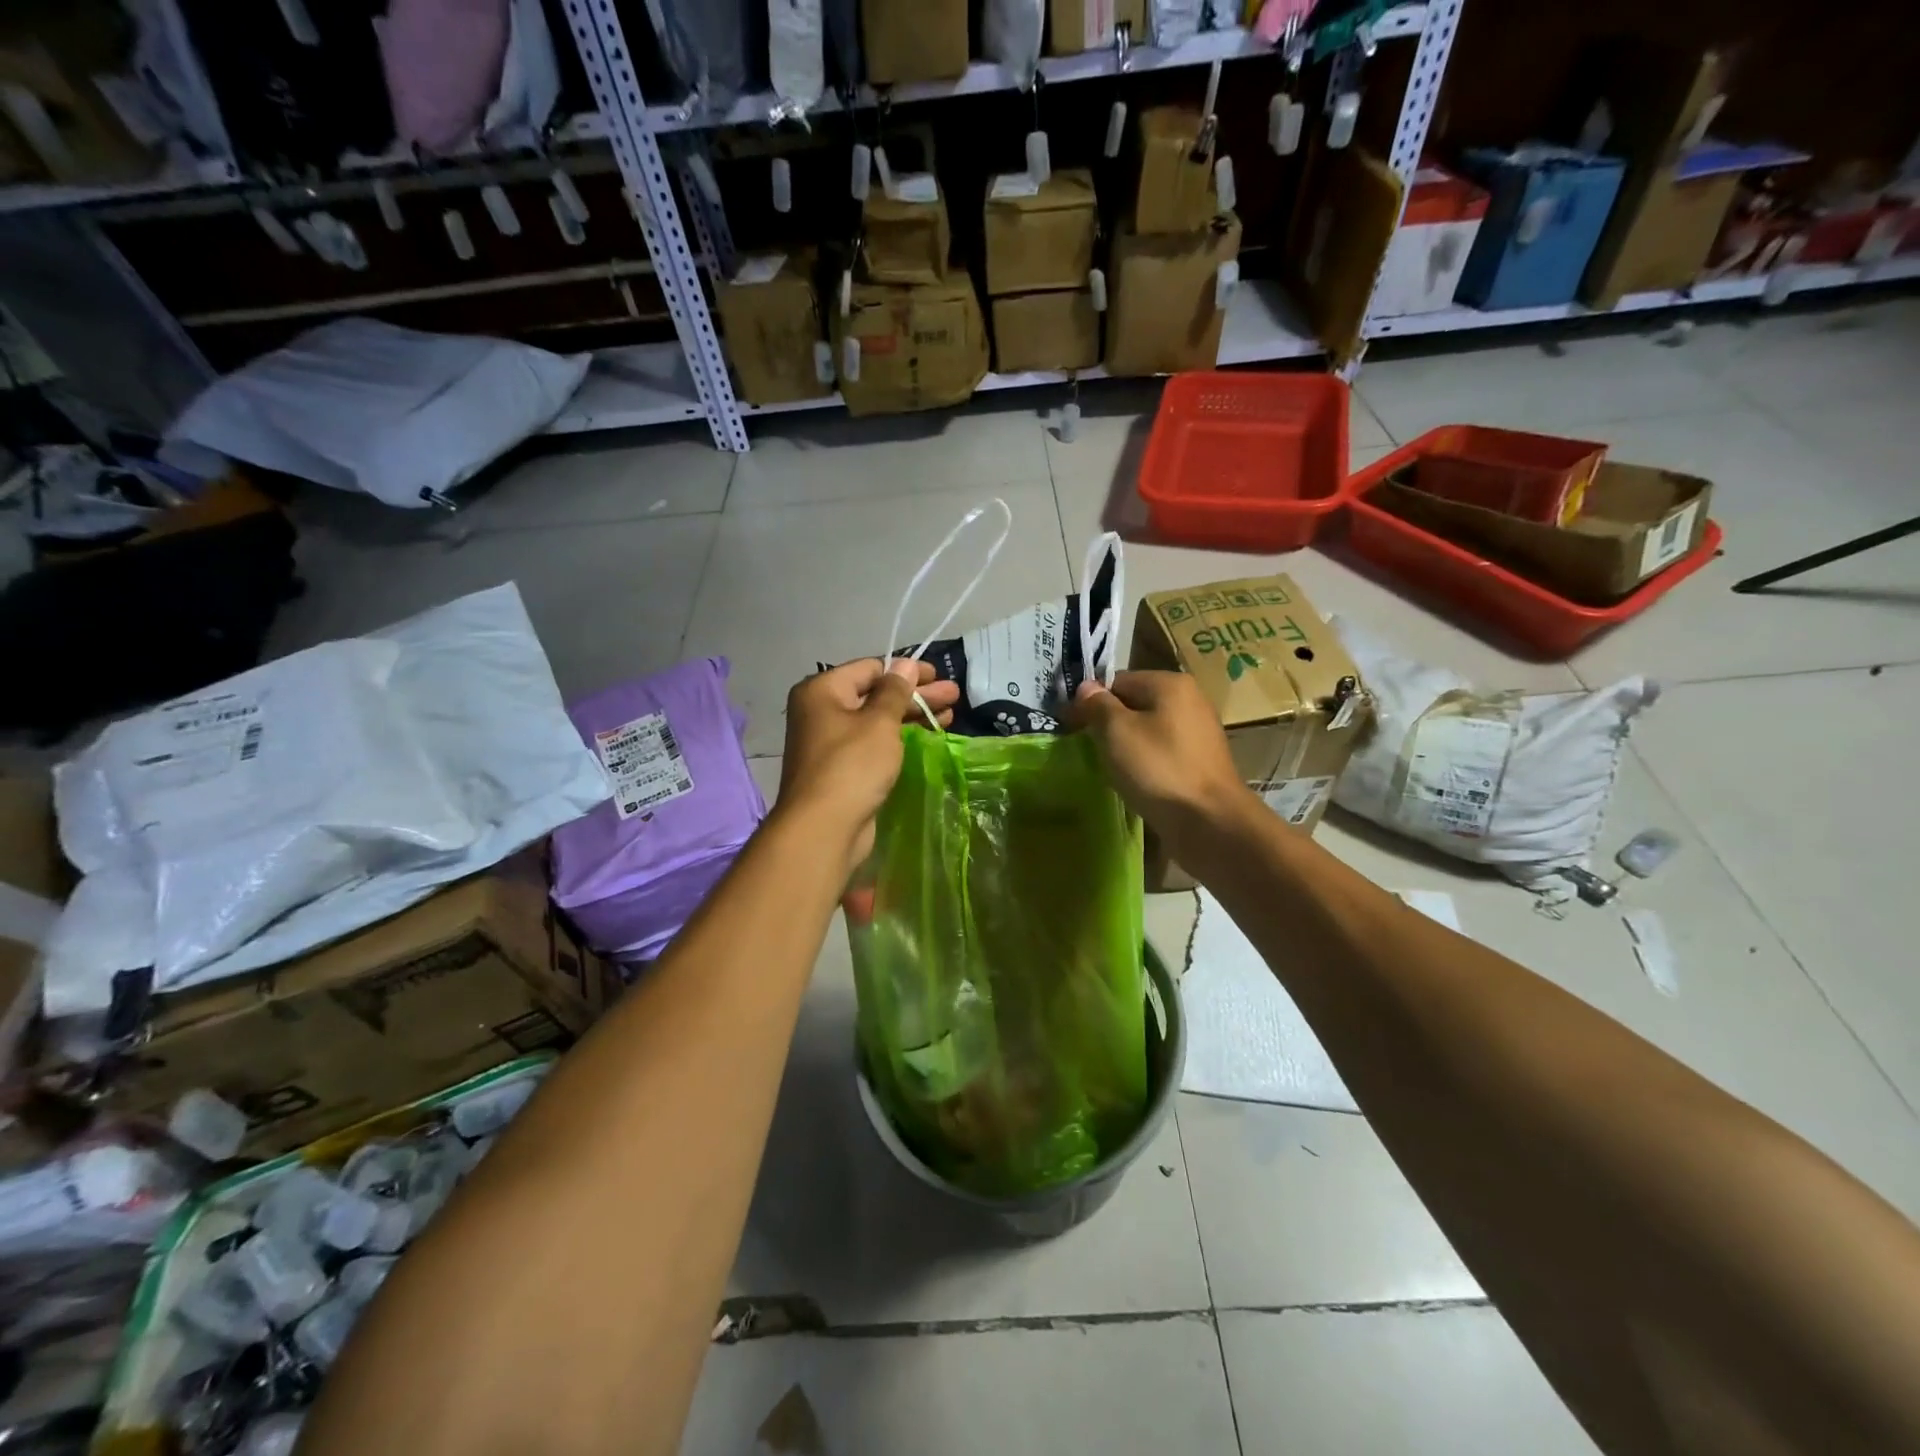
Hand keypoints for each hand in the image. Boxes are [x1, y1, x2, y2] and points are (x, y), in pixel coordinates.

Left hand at [778, 659, 959, 872]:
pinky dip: (899, 738)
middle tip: (954, 695)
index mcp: (822, 691)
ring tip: (950, 714)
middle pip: (875, 694)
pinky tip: (927, 736)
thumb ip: (895, 691)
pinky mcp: (842, 768)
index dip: (906, 671)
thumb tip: (904, 664)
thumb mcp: (880, 722)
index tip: (938, 675)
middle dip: (916, 694)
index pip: (870, 668)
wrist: (824, 828)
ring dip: (912, 715)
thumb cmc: (852, 766)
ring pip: (877, 720)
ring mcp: (831, 742)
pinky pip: (874, 743)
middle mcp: (821, 712)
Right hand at [1071, 671, 1247, 851]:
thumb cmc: (1158, 769)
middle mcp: (1189, 699)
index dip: (1090, 701)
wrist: (1209, 821)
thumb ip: (1097, 705)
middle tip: (1089, 750)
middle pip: (1134, 704)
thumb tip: (1085, 687)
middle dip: (1109, 724)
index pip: (1116, 681)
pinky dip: (1145, 762)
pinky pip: (1162, 752)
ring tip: (1110, 768)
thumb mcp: (1116, 732)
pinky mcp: (1200, 761)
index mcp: (1170, 684)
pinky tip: (1136, 781)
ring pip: (1147, 730)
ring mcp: (1198, 731)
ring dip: (1126, 746)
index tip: (1071, 727)